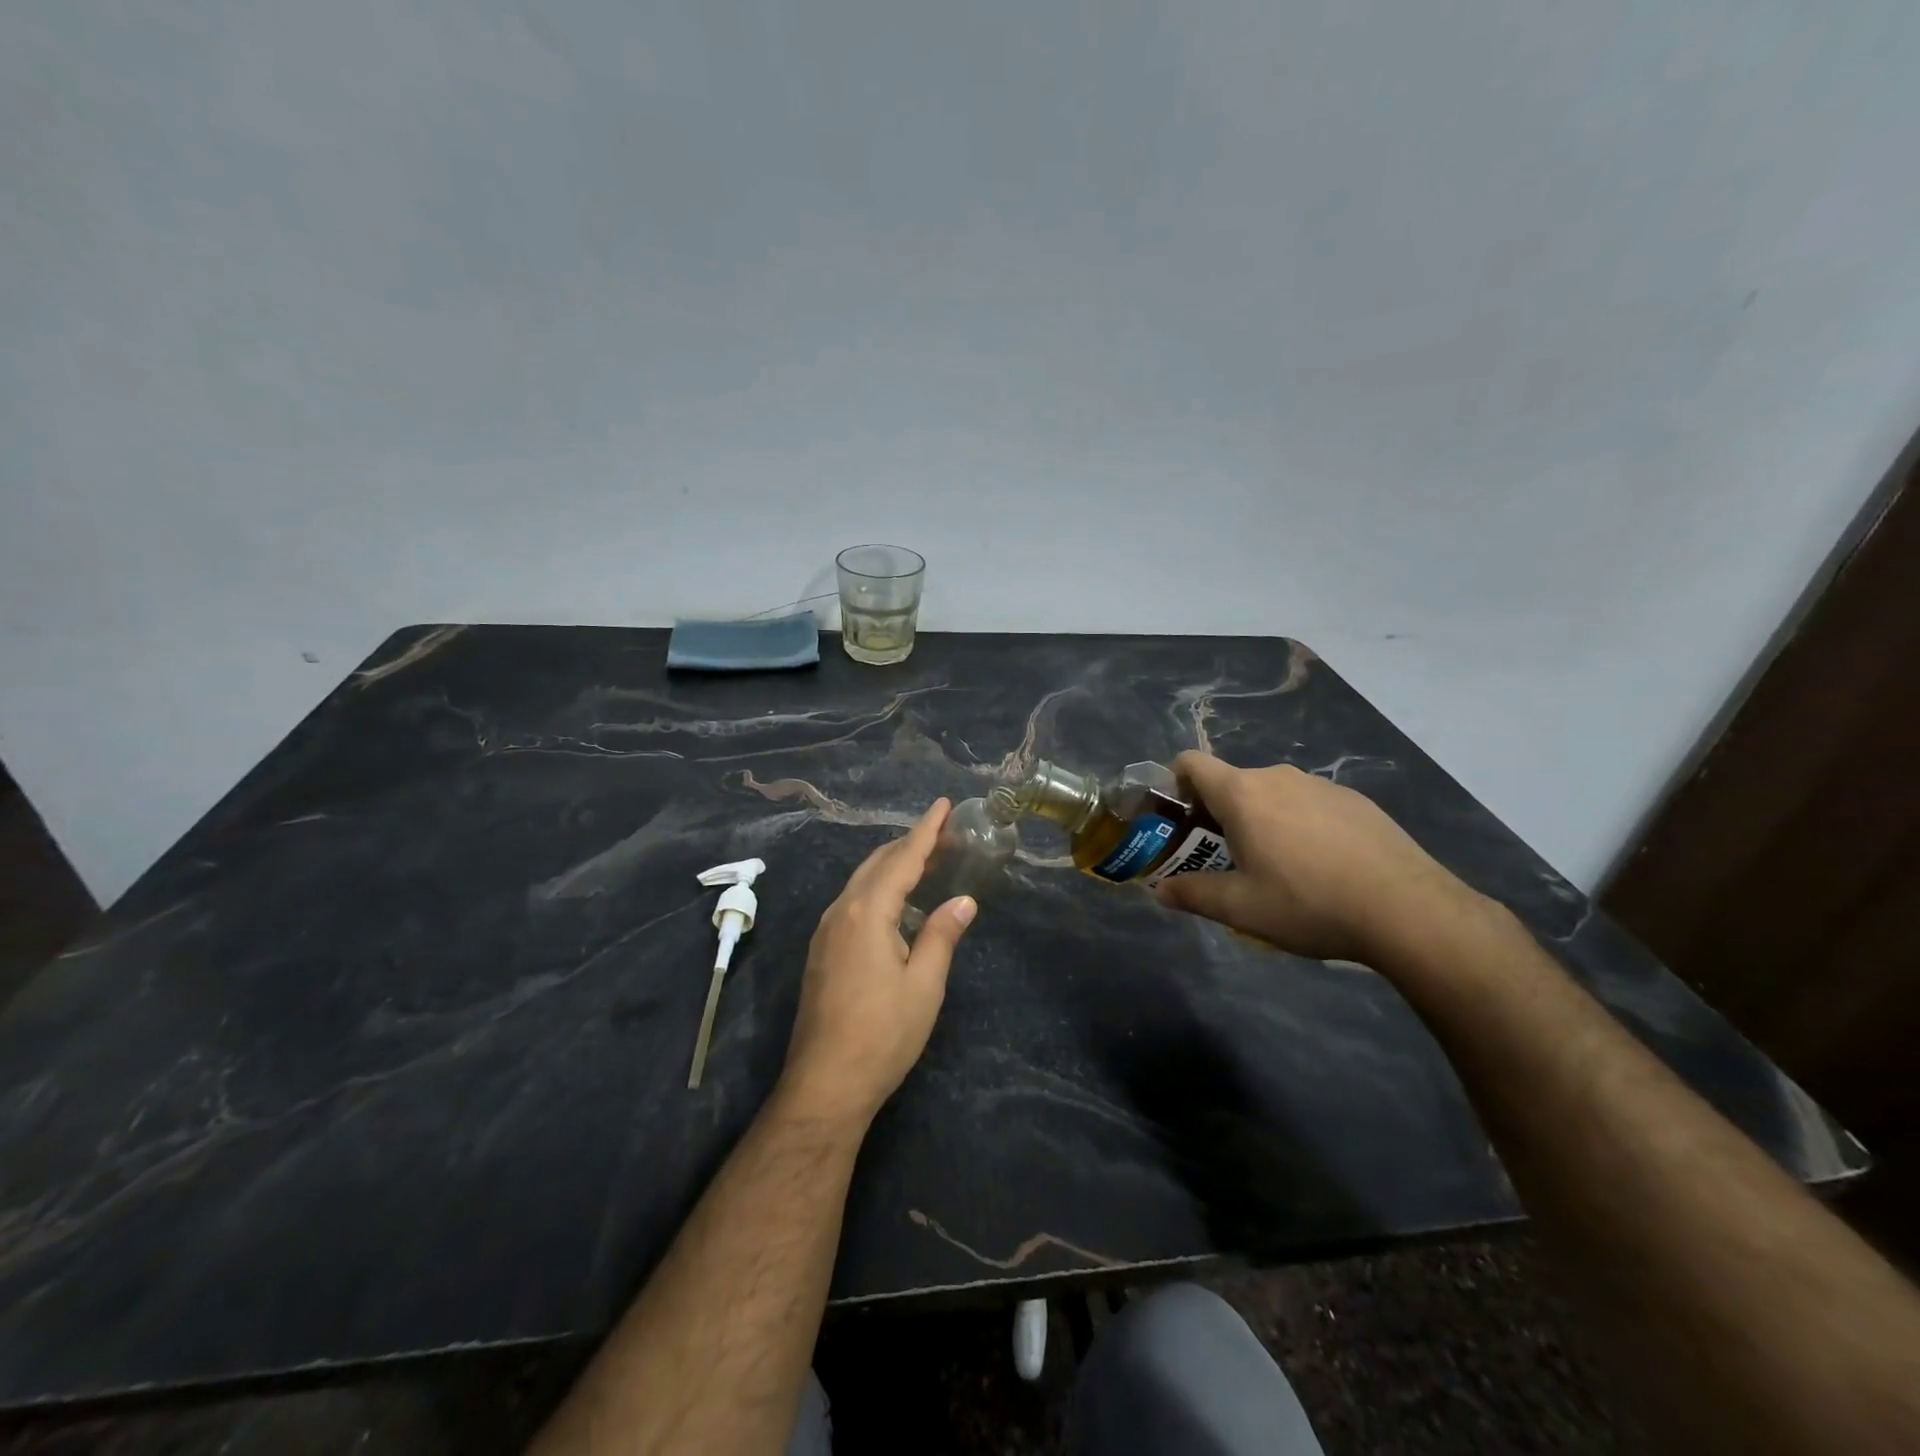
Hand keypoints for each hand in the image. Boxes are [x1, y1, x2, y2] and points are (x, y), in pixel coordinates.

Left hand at [779, 799, 977, 1125]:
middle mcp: (840, 912)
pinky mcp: (822, 951)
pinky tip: (894, 900)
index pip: (902, 859)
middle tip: (943, 832)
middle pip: (877, 864)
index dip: (926, 831)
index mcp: (866, 913)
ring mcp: (826, 931)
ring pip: (861, 882)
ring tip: (923, 858)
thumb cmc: (882, 1034)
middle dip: (909, 844)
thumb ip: (941, 935)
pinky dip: (877, 887)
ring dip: (892, 865)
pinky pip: (852, 901)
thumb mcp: (924, 985)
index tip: (944, 804)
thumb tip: (963, 901)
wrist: (825, 1083)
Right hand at [1156, 752, 1477, 964]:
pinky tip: (1322, 867)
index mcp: (1242, 794)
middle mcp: (1277, 776)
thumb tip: (1160, 890)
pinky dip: (1299, 825)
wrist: (1408, 910)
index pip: (1191, 763)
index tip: (1177, 819)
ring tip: (1277, 868)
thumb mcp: (1241, 908)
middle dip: (1217, 815)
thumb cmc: (1308, 903)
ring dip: (1260, 821)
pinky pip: (1309, 804)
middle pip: (1231, 784)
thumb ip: (1193, 894)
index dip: (1174, 784)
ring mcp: (1321, 785)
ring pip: (1272, 795)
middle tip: (1223, 859)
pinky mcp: (1355, 800)